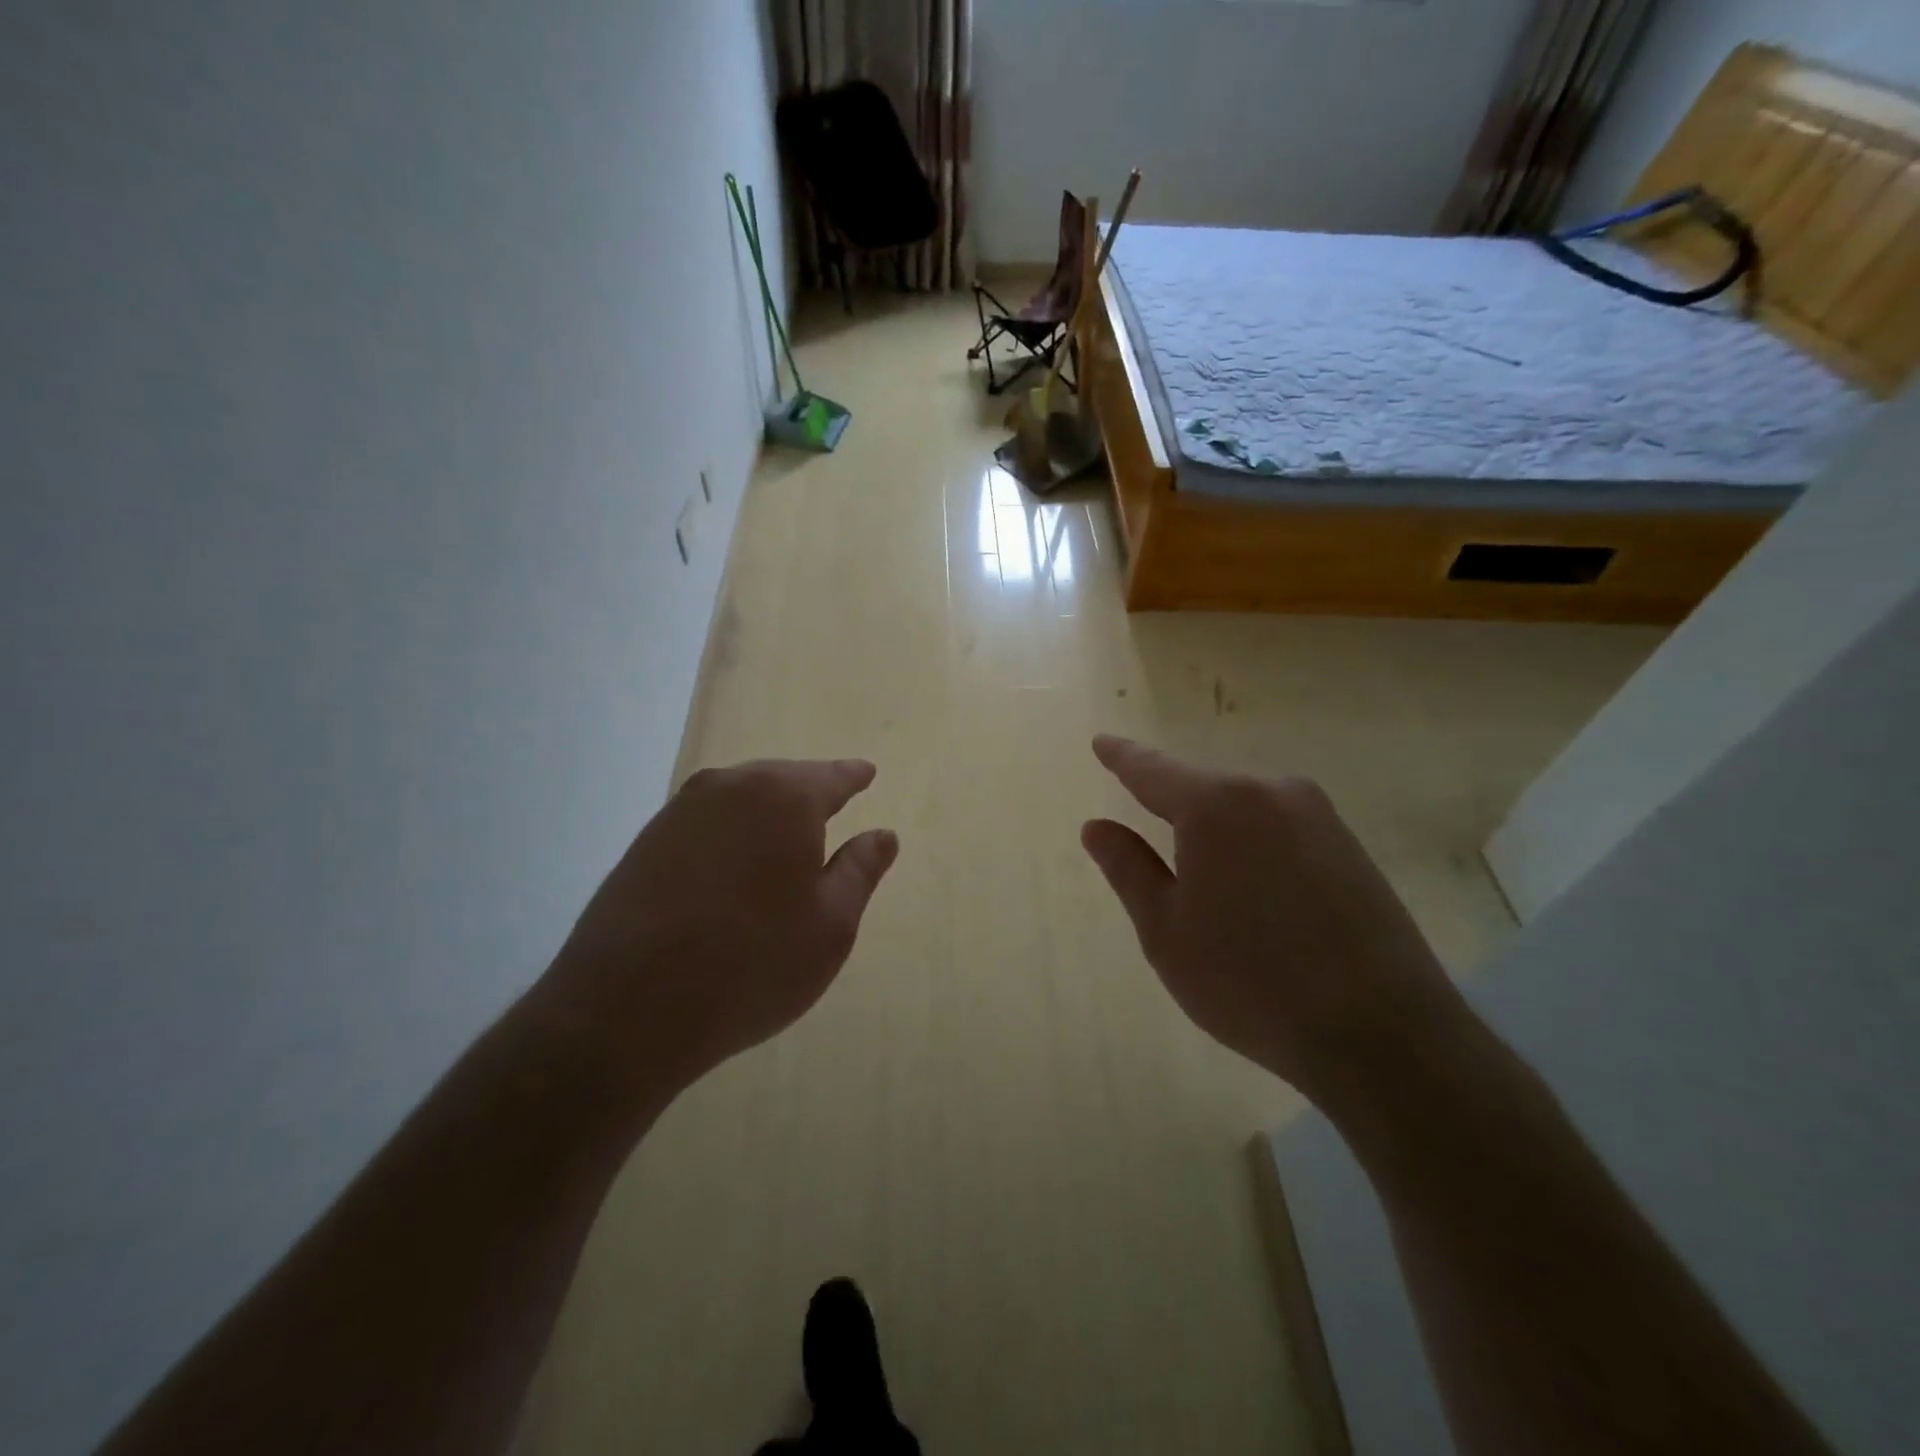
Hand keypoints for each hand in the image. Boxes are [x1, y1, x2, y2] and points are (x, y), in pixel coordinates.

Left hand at [537, 759, 897, 1101]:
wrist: (626, 1010)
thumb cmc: (752, 964)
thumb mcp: (830, 924)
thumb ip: (860, 870)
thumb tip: (883, 835)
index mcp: (784, 798)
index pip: (831, 776)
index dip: (852, 776)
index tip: (867, 773)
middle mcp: (730, 787)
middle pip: (782, 779)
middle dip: (808, 793)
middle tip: (830, 807)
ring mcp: (680, 811)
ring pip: (740, 797)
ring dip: (766, 812)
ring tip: (784, 837)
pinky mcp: (646, 842)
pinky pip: (707, 821)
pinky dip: (730, 832)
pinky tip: (734, 863)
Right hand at [1081, 736, 1464, 1109]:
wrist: (1381, 1032)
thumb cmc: (1248, 980)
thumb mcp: (1166, 930)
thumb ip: (1128, 868)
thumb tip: (1097, 826)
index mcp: (1216, 805)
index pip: (1153, 770)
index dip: (1122, 757)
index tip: (1101, 741)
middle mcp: (1270, 792)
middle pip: (1202, 787)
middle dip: (1171, 804)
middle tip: (1144, 835)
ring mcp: (1318, 816)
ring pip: (1244, 808)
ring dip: (1215, 829)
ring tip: (1201, 878)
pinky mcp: (1349, 846)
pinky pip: (1279, 828)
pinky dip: (1252, 844)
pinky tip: (1253, 889)